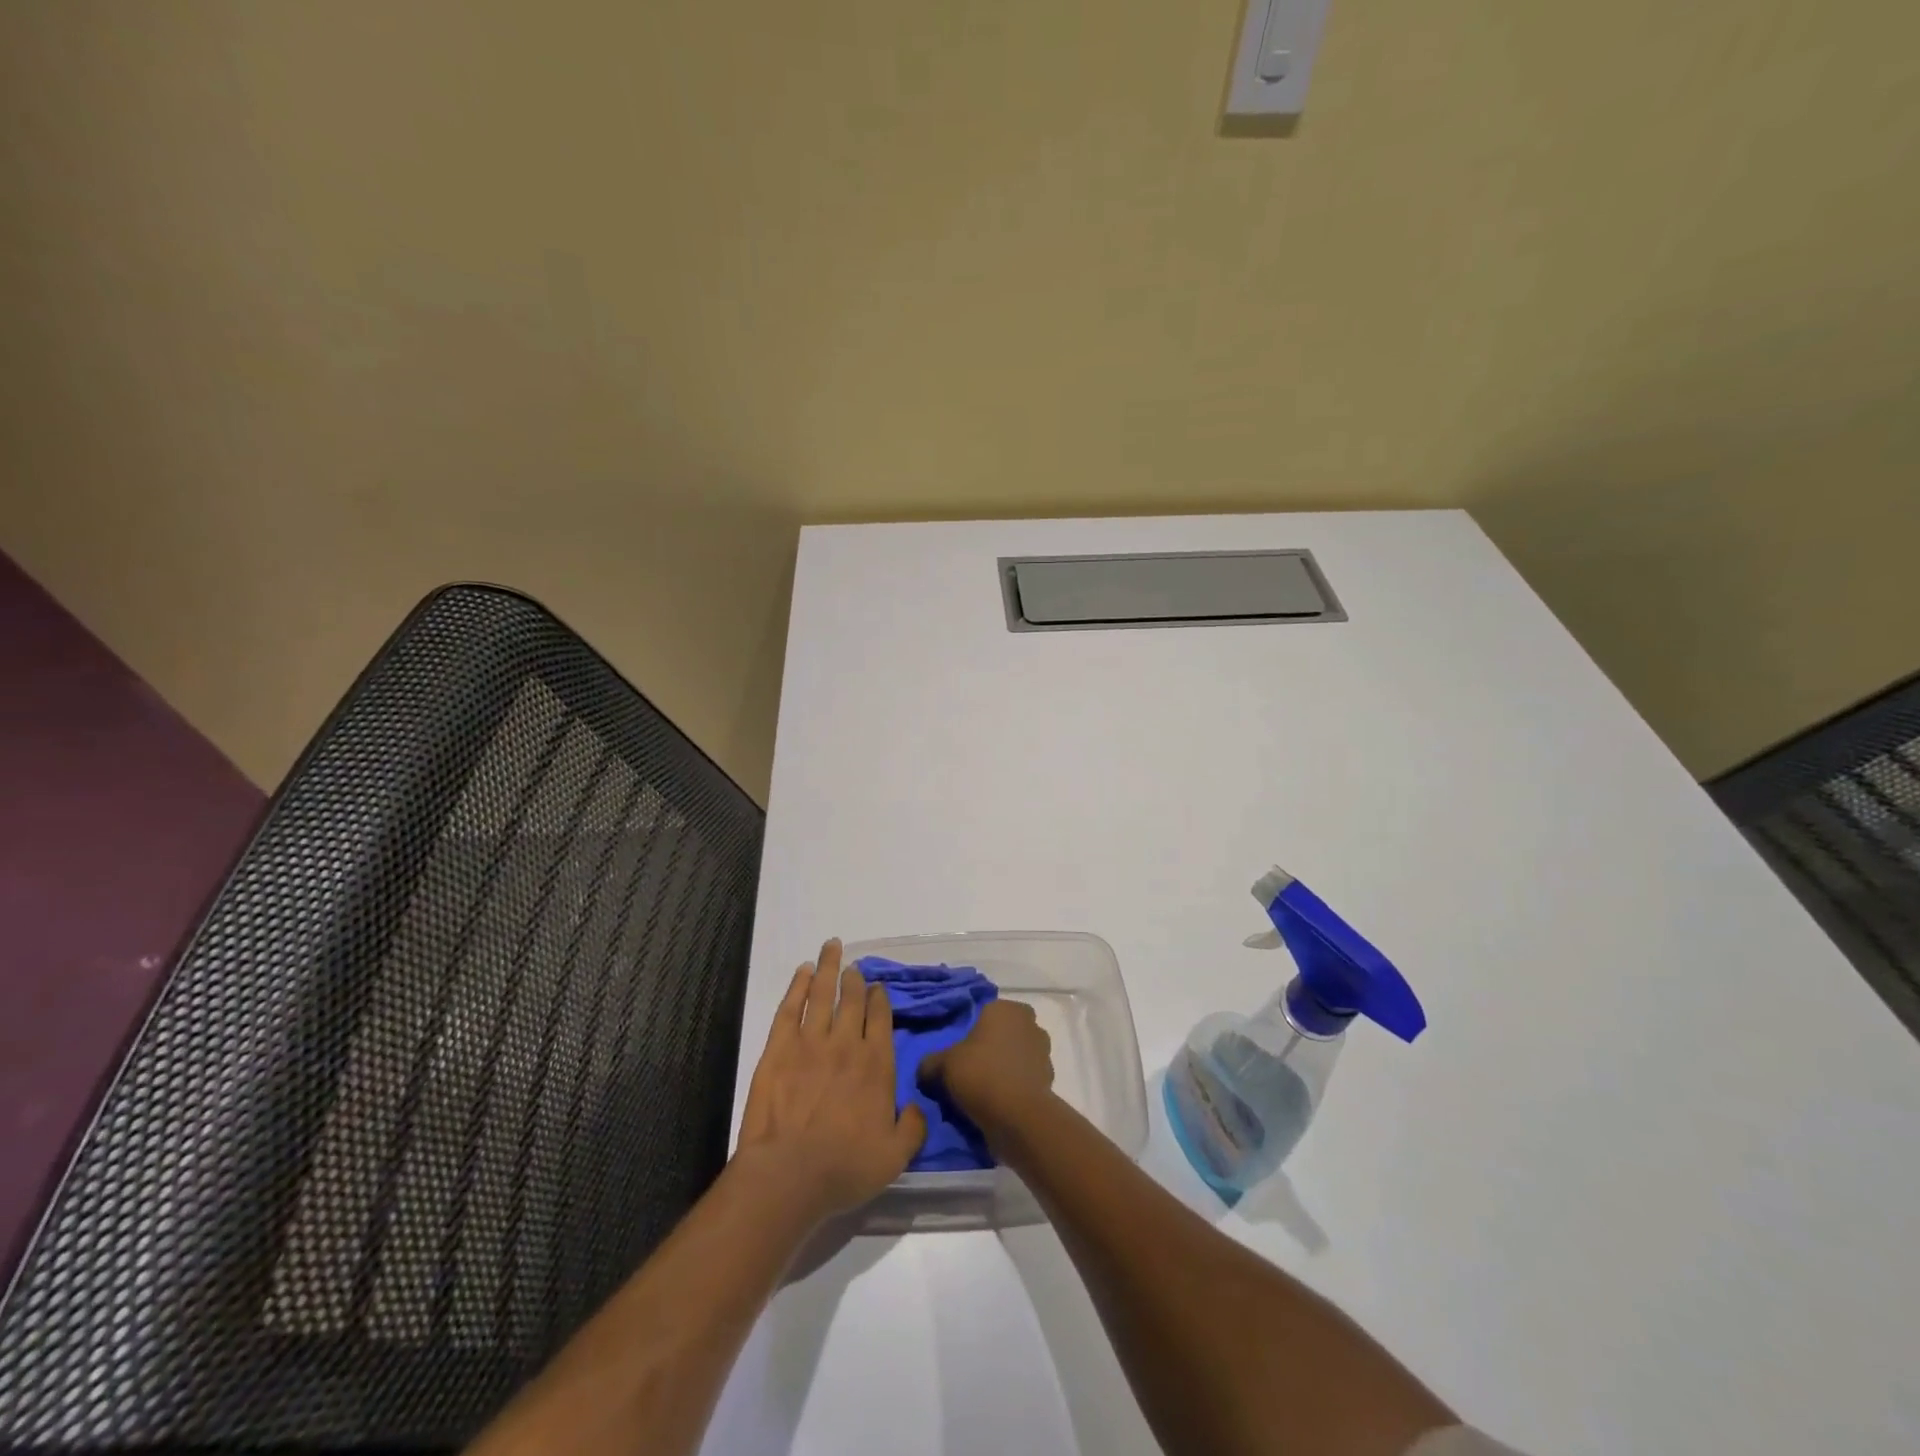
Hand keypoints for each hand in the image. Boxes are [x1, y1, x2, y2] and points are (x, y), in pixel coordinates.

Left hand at [736, 939, 925, 1219]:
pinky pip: (790, 1008)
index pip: (881, 1018)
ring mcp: (810, 1042)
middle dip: (855, 979)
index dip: (880, 999)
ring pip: (822, 993)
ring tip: (831, 947)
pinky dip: (797, 986)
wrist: (789, 1174)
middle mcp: (846, 1043)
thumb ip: (913, 1127)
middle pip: (852, 999)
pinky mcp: (778, 1049)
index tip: (878, 987)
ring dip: (828, 968)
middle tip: (854, 966)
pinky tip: (802, 972)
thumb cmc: (845, 1168)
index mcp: (876, 1064)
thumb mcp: (895, 1156)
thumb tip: (917, 1106)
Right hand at [921, 999, 1054, 1131]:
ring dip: (1004, 1068)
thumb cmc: (980, 1074)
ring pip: (1016, 1055)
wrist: (1019, 1116)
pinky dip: (1015, 1087)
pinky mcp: (1049, 1079)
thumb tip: (924, 1070)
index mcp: (1005, 1008)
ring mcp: (1043, 1051)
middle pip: (1003, 1033)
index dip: (971, 1032)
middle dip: (990, 1048)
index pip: (985, 1013)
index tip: (959, 1052)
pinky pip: (1025, 1078)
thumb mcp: (943, 1065)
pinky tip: (998, 1103)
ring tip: (983, 1091)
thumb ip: (930, 1063)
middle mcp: (1028, 1023)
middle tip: (970, 1070)